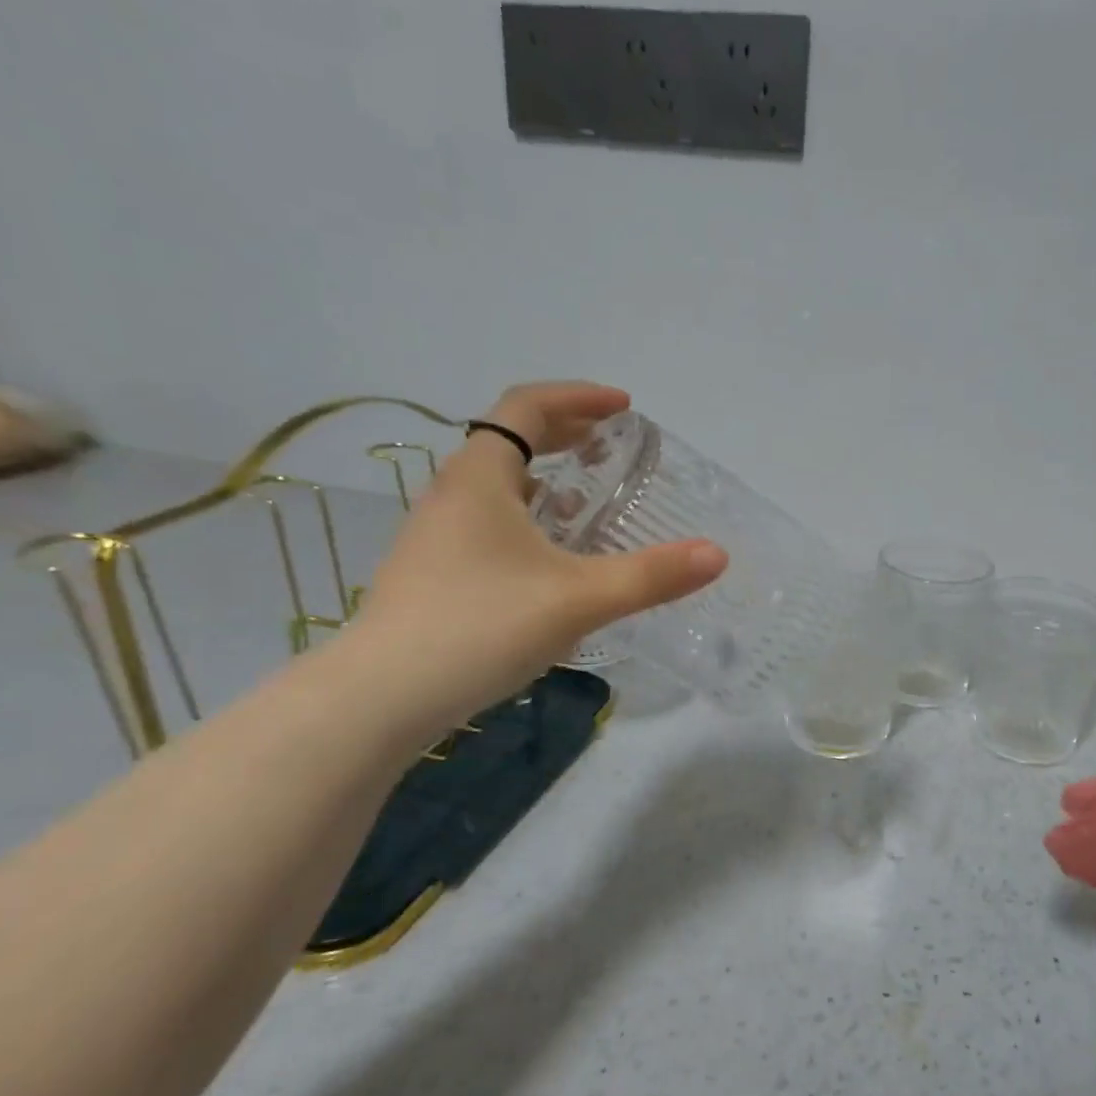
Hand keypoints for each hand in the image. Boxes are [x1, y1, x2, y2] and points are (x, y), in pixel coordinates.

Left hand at [345, 382, 726, 733]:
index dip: (578, 397)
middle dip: (565, 432)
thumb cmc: (481, 627)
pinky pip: (487, 520)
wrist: (379, 698)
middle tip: (611, 445)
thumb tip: (716, 554)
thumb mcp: (579, 599)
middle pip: (509, 438)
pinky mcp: (431, 571)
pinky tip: (551, 556)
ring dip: (545, 476)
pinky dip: (527, 515)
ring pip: (497, 484)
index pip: (526, 406)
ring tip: (586, 497)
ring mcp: (435, 534)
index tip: (624, 408)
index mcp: (481, 477)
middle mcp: (452, 494)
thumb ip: (651, 576)